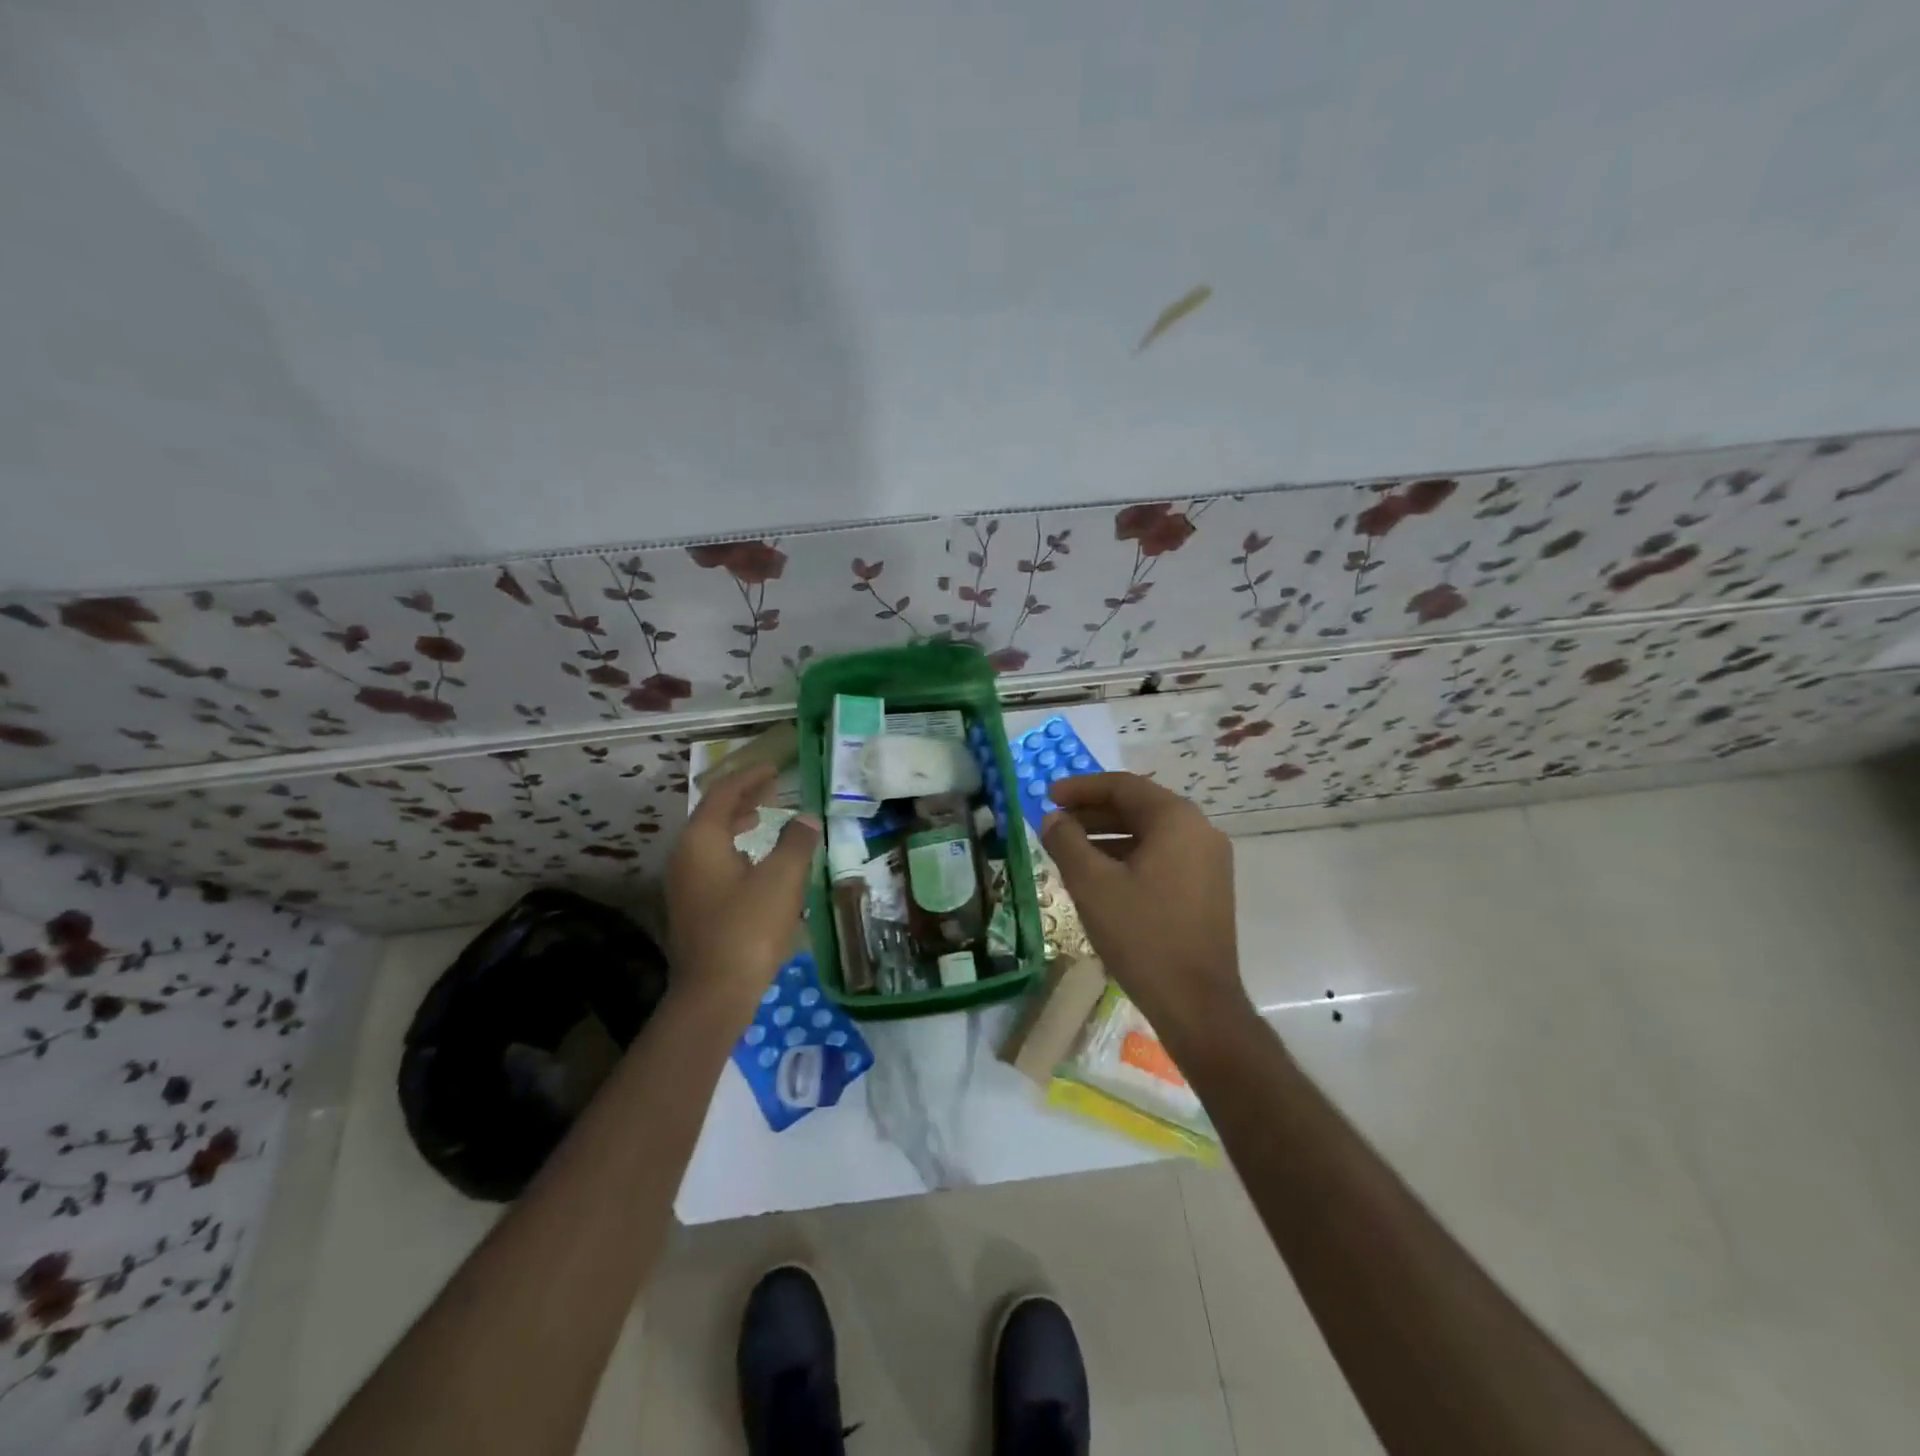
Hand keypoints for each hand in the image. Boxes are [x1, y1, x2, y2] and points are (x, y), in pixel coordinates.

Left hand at [667, 764, 820, 1015]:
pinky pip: (712, 861)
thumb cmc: (748, 928)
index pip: (723, 793)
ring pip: (711, 839)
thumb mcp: (782, 879)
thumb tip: (807, 818)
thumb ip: (796, 842)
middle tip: (773, 789)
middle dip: (743, 798)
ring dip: (738, 823)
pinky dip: (734, 848)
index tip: (774, 768)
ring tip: (764, 817)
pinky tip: (755, 862)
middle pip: (713, 814)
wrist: (714, 992)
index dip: (750, 777)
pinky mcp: (692, 906)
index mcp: (701, 840)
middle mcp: (685, 856)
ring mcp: (684, 883)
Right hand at [1041, 773, 1248, 1035]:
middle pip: (1138, 807)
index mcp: (1177, 820)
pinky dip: (1128, 856)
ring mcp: (1208, 861)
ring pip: (1150, 834)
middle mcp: (1200, 831)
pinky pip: (1162, 856)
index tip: (1047, 796)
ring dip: (1107, 836)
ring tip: (1069, 849)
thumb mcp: (1092, 884)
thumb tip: (1052, 818)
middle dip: (1092, 812)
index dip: (1080, 788)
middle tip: (1055, 822)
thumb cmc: (1142, 935)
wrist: (1196, 1003)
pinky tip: (1100, 875)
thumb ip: (1066, 842)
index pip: (1123, 786)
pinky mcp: (1207, 888)